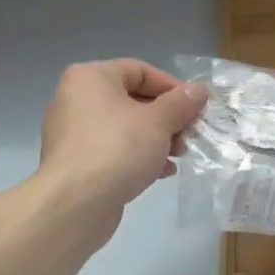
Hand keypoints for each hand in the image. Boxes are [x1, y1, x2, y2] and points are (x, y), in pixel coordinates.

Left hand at [38, 59, 206, 223]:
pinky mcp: (77, 162)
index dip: (173, 87)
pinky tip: (162, 172)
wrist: (75, 204)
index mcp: (91, 78)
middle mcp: (77, 99)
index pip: (140, 71)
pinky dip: (139, 156)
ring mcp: (74, 133)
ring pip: (126, 127)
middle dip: (168, 118)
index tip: (196, 107)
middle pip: (133, 99)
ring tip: (180, 155)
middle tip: (191, 133)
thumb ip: (181, 102)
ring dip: (158, 139)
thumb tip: (199, 90)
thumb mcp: (158, 122)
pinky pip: (114, 150)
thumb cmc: (118, 149)